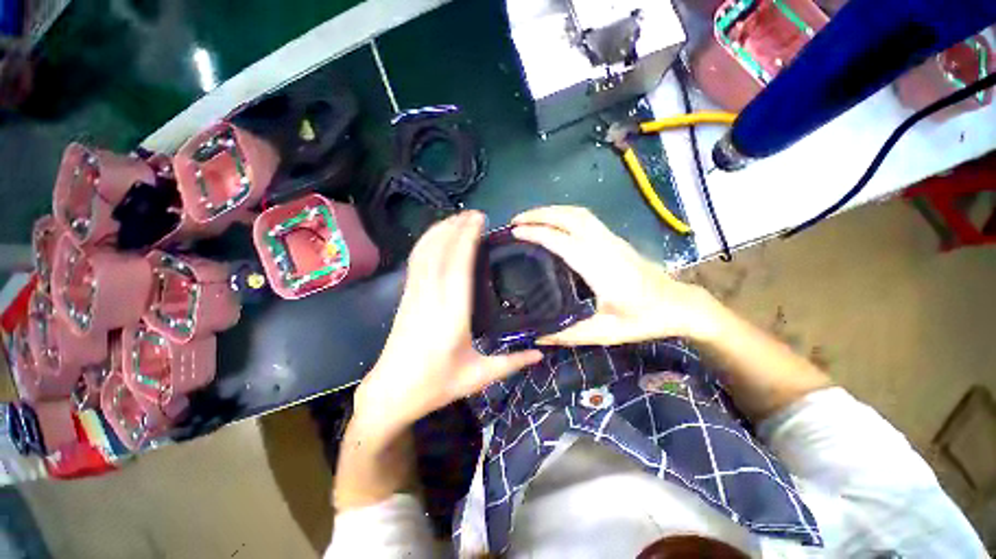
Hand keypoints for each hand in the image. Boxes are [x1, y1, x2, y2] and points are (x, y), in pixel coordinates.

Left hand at [354, 212, 542, 435]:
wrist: (391, 392)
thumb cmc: (436, 385)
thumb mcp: (478, 377)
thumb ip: (512, 363)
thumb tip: (541, 352)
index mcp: (451, 316)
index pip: (458, 267)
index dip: (468, 239)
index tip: (480, 221)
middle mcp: (430, 298)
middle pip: (441, 253)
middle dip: (456, 228)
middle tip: (475, 214)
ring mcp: (414, 295)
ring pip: (425, 253)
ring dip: (440, 231)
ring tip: (457, 218)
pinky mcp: (406, 297)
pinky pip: (415, 262)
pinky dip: (425, 243)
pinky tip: (435, 236)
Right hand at [511, 206, 719, 345]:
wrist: (679, 305)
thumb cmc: (643, 319)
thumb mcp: (604, 333)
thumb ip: (567, 334)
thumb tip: (535, 335)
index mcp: (600, 268)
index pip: (562, 241)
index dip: (536, 233)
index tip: (514, 233)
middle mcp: (605, 246)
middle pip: (570, 217)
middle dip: (540, 214)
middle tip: (515, 221)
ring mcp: (611, 239)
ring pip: (578, 213)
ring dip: (551, 211)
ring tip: (529, 218)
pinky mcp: (614, 239)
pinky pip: (585, 218)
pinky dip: (563, 214)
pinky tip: (554, 223)